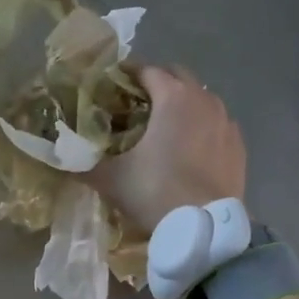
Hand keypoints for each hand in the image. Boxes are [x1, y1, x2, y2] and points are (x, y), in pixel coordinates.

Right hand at [90, 65, 246, 234]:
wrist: (204, 228)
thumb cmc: (155, 192)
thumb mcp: (111, 179)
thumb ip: (84, 164)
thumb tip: (60, 159)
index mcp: (172, 97)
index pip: (146, 70)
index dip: (126, 74)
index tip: (111, 84)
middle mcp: (203, 99)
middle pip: (178, 76)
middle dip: (157, 83)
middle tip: (135, 102)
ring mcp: (226, 121)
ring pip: (201, 99)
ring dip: (181, 104)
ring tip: (163, 125)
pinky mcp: (238, 145)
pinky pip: (216, 124)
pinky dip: (201, 127)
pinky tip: (189, 148)